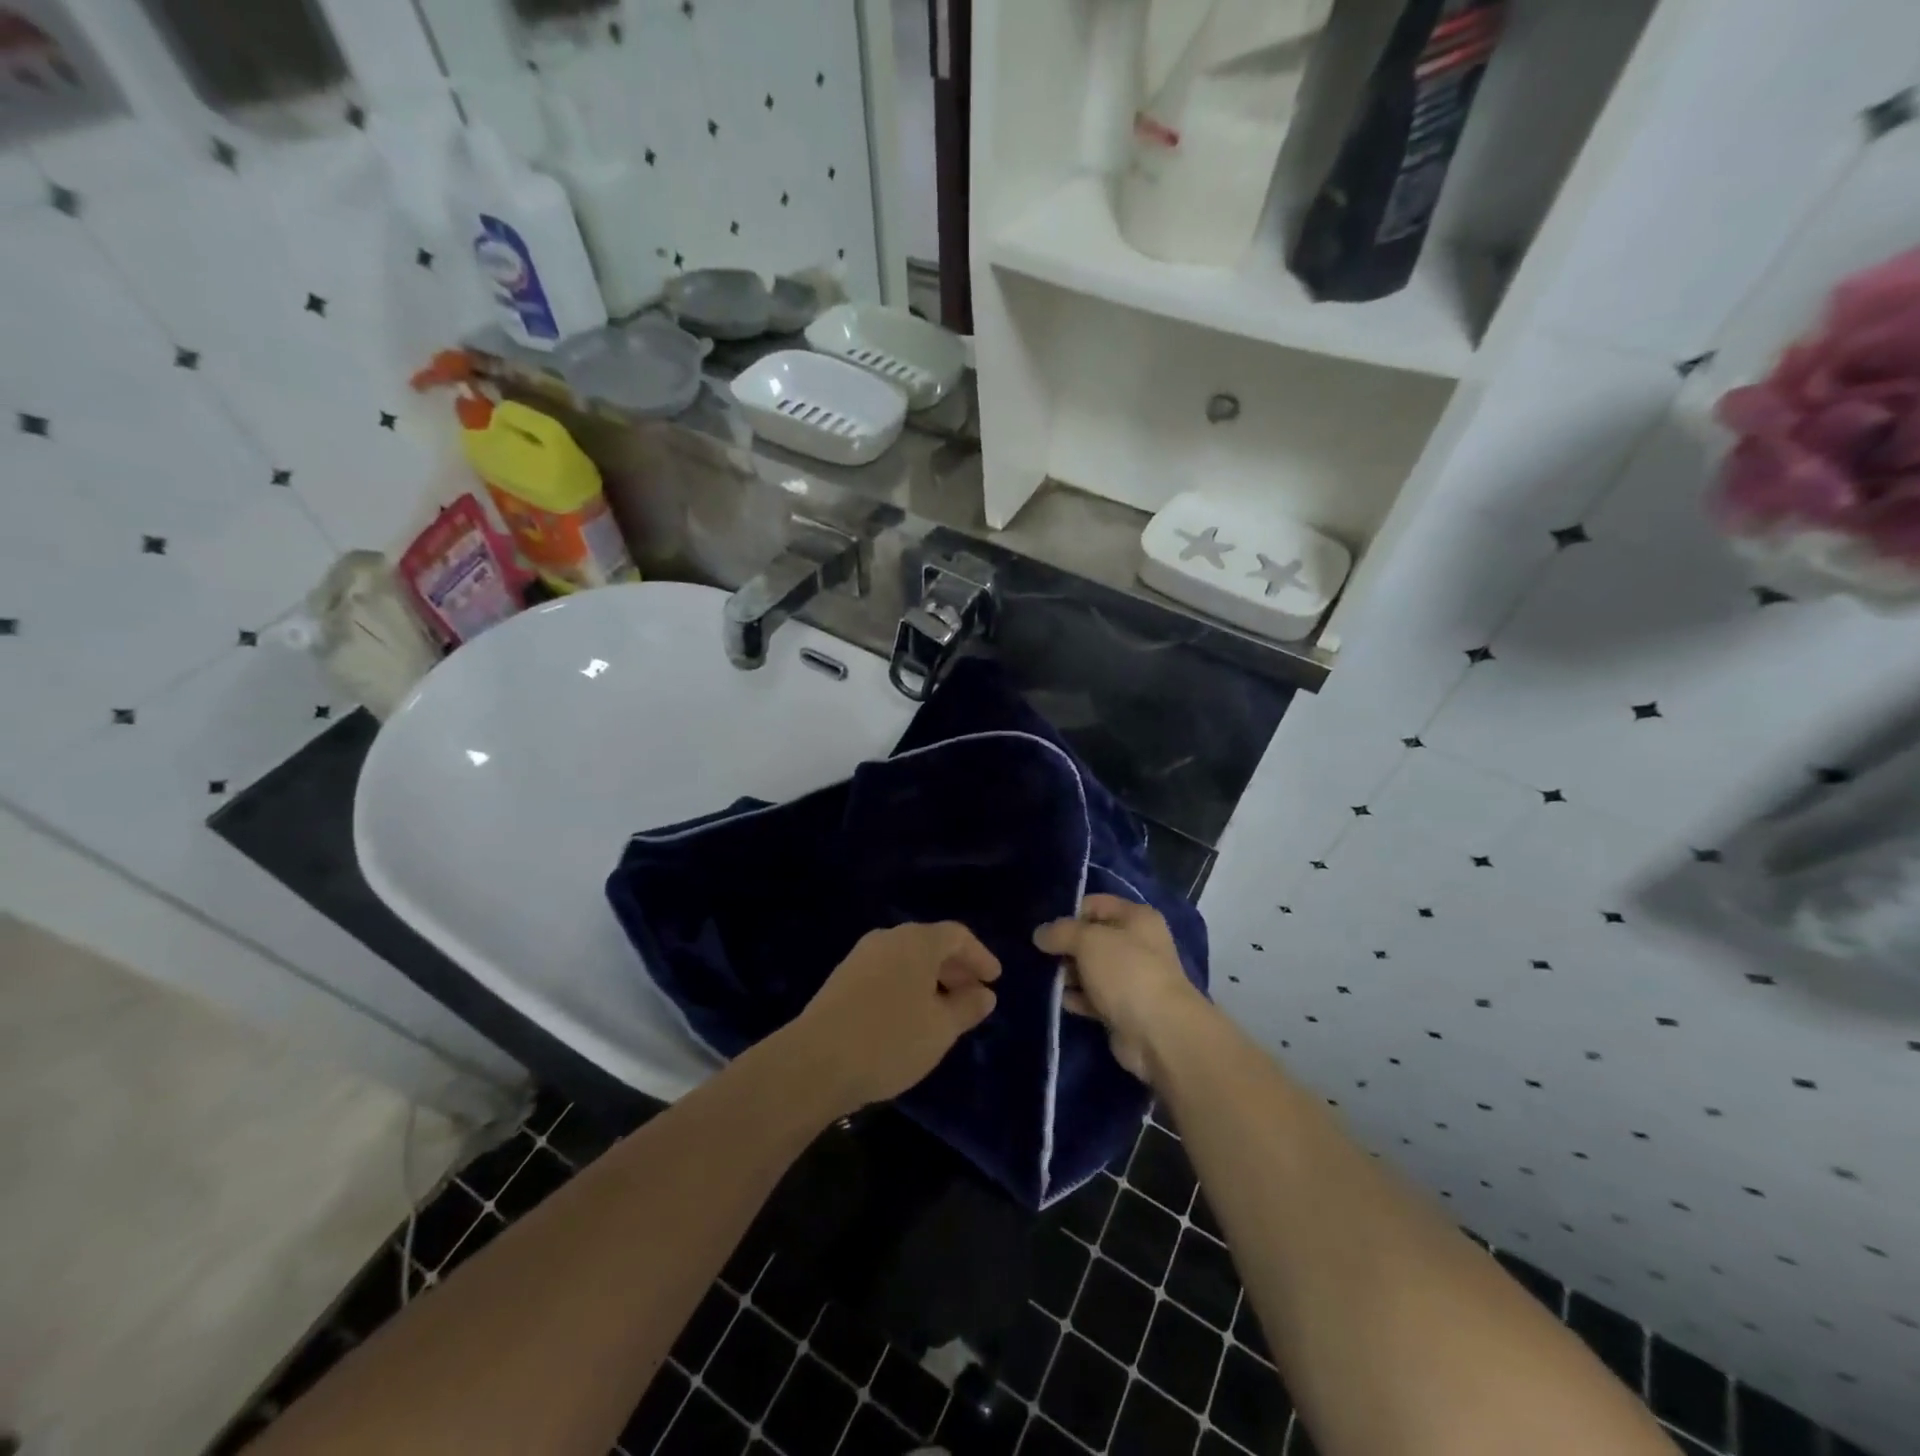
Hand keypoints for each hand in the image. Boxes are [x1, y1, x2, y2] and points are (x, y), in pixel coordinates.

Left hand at [789, 922, 1000, 1113]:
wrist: (815, 1061)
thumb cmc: (890, 1040)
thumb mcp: (941, 1028)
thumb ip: (968, 1007)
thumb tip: (985, 993)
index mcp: (917, 941)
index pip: (957, 936)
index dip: (980, 956)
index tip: (994, 980)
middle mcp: (888, 939)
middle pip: (930, 944)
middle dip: (956, 968)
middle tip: (973, 995)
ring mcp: (860, 957)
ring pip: (907, 959)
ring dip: (931, 979)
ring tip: (944, 1011)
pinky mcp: (842, 979)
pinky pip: (887, 973)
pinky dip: (907, 987)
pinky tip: (910, 1017)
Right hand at [1034, 895, 1203, 1080]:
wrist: (1159, 1033)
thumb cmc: (1127, 973)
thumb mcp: (1088, 941)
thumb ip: (1061, 932)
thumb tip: (1039, 934)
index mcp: (1137, 918)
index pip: (1096, 904)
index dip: (1070, 913)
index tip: (1046, 928)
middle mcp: (1138, 944)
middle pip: (1093, 938)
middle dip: (1066, 946)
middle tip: (1040, 954)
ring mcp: (1132, 978)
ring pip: (1092, 969)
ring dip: (1069, 973)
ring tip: (1044, 977)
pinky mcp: (1124, 1009)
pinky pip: (1094, 997)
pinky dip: (1077, 998)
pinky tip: (1057, 999)